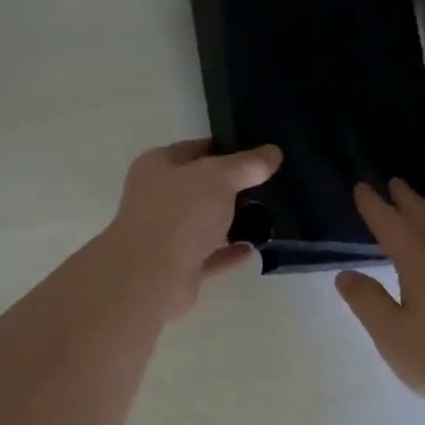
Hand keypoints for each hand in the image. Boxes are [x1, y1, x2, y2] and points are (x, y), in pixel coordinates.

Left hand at [101, 139, 282, 319]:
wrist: (151, 276)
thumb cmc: (179, 213)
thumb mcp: (219, 177)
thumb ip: (246, 164)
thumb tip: (273, 152)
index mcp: (157, 166)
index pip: (194, 149)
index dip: (224, 148)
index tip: (257, 152)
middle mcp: (156, 197)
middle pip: (198, 187)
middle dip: (231, 187)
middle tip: (268, 183)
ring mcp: (165, 234)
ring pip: (203, 223)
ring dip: (230, 222)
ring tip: (268, 215)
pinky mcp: (177, 267)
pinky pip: (209, 255)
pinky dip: (228, 252)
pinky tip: (254, 248)